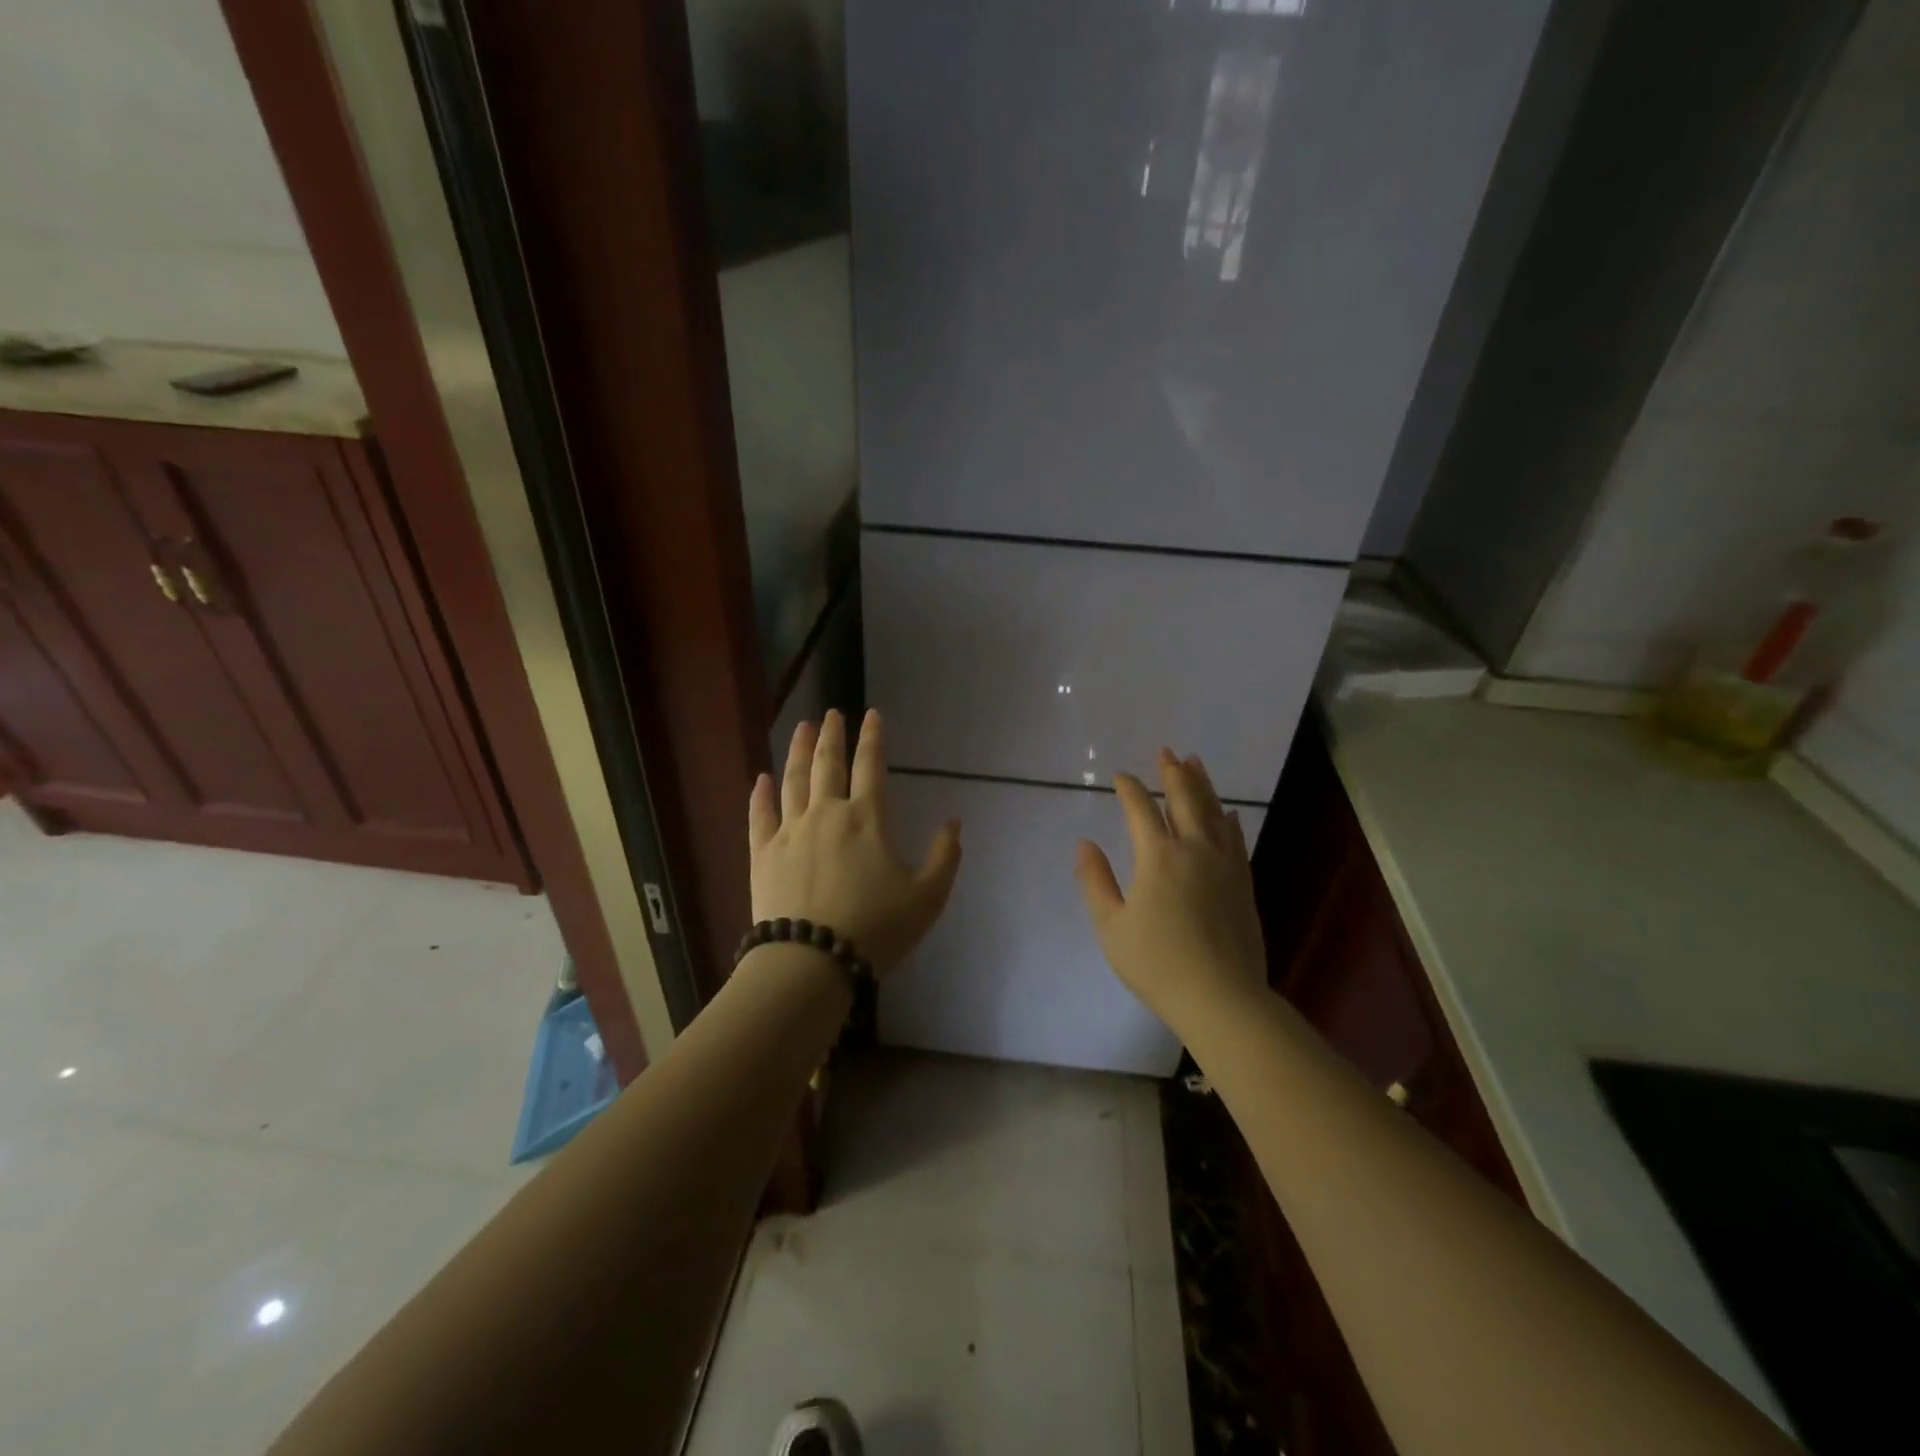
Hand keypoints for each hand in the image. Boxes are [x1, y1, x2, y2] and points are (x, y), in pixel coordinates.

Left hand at [748, 709, 962, 974]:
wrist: (812, 961)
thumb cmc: (876, 929)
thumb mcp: (927, 897)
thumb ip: (945, 856)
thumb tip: (955, 822)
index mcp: (867, 819)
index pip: (871, 766)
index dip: (873, 738)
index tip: (871, 715)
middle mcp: (826, 814)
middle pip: (827, 764)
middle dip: (831, 735)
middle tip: (830, 713)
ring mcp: (790, 831)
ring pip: (793, 780)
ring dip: (798, 751)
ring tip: (801, 728)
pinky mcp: (762, 854)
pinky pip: (760, 815)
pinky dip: (760, 794)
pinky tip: (761, 778)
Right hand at [1075, 749, 1267, 1028]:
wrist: (1221, 998)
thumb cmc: (1156, 964)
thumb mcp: (1111, 926)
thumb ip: (1095, 881)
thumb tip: (1084, 843)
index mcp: (1158, 856)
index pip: (1141, 809)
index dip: (1129, 789)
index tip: (1121, 776)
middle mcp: (1194, 850)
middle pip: (1184, 800)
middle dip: (1172, 773)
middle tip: (1167, 751)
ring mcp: (1224, 865)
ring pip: (1214, 813)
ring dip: (1203, 785)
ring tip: (1196, 763)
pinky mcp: (1243, 883)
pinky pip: (1235, 839)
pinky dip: (1228, 821)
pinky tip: (1229, 813)